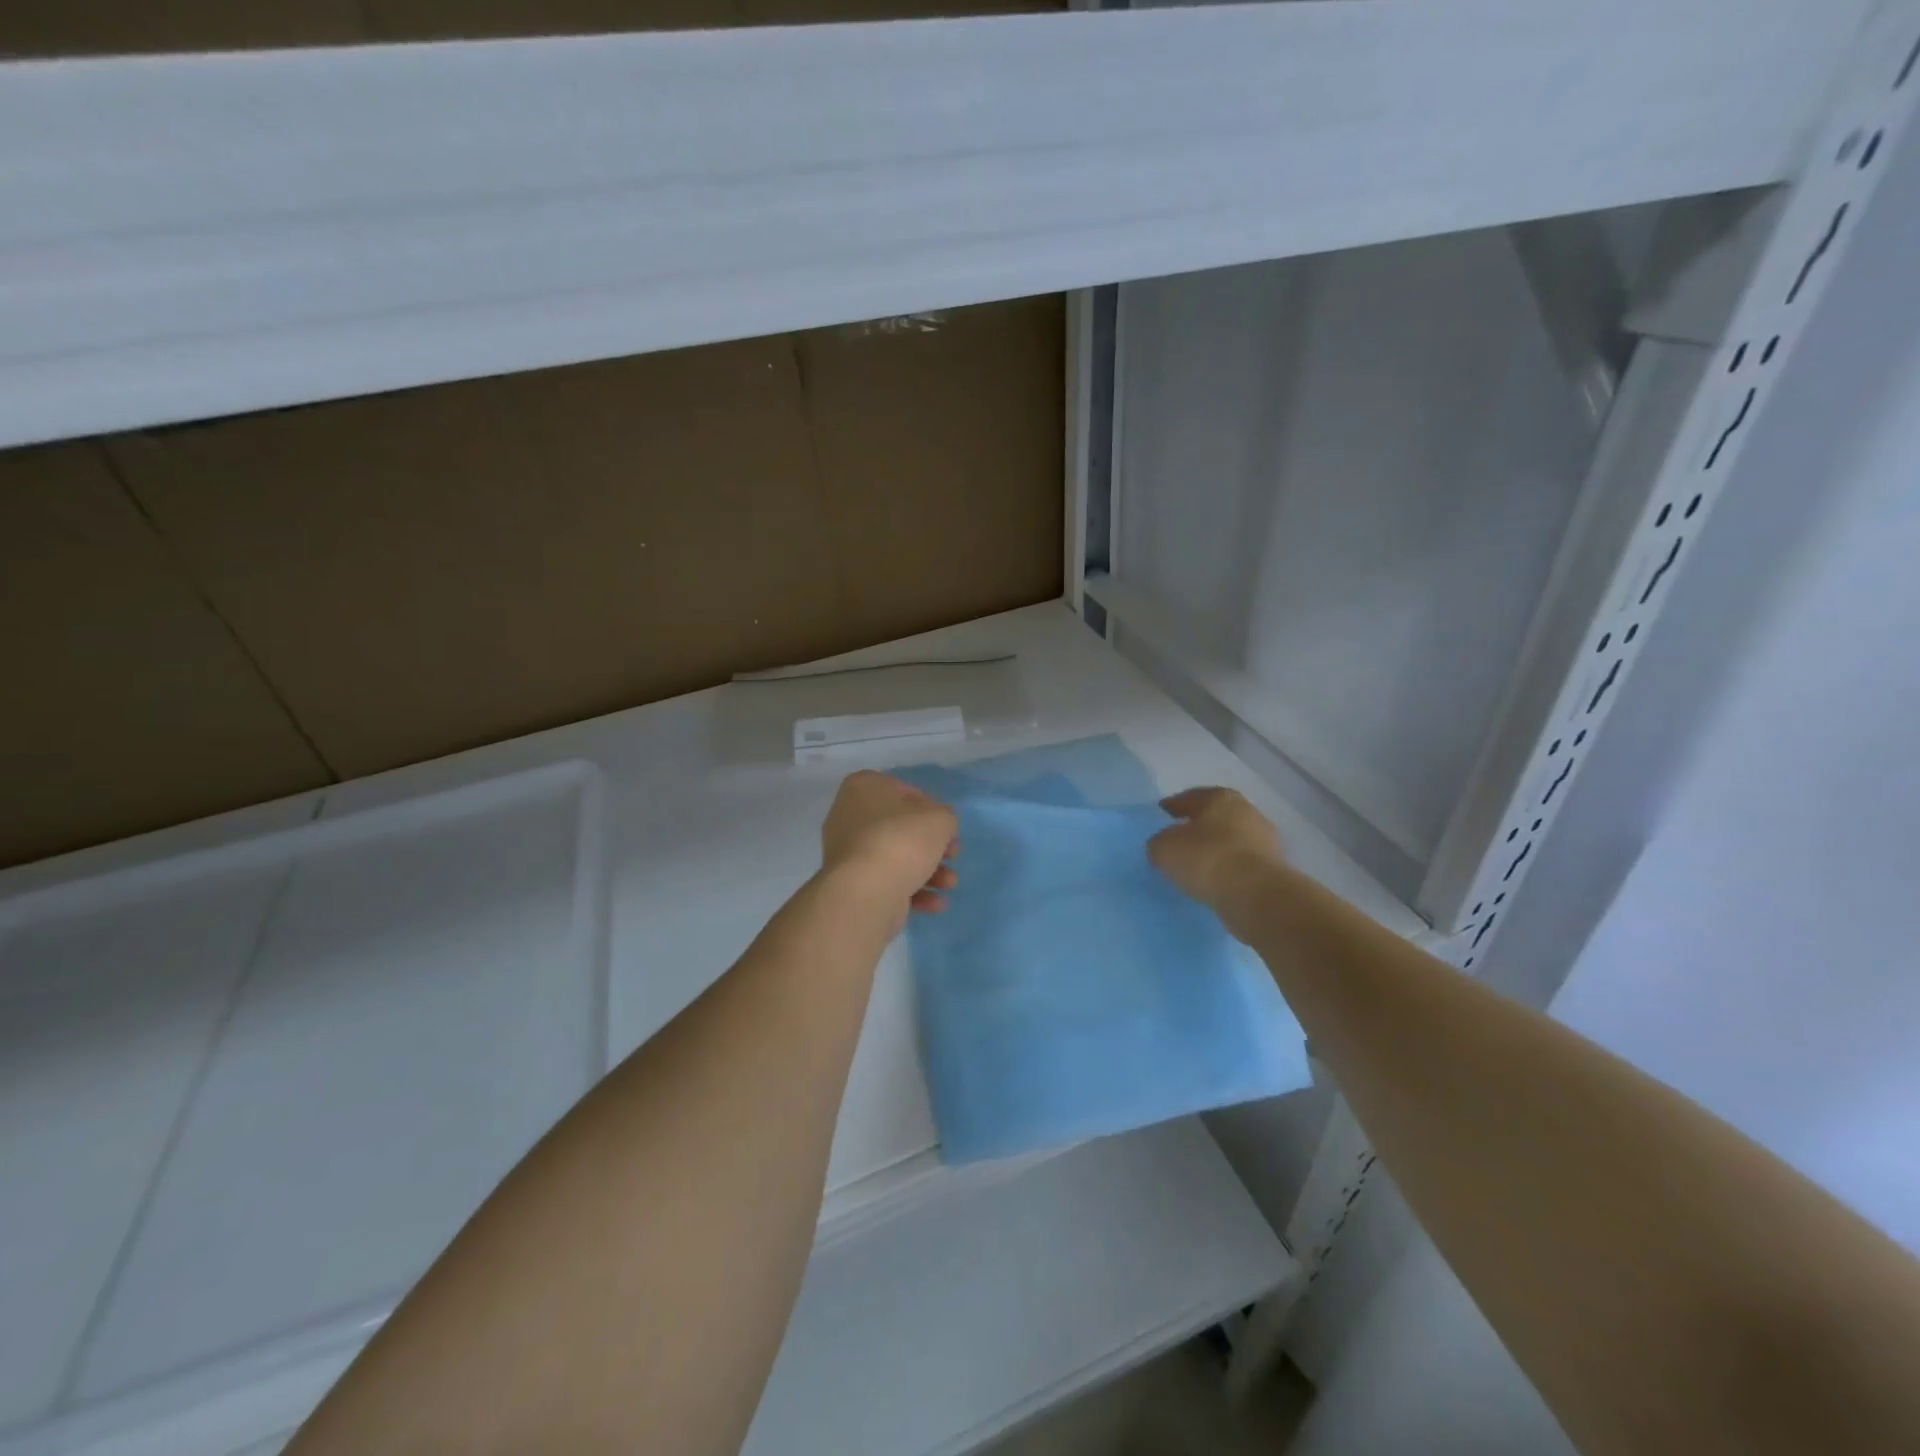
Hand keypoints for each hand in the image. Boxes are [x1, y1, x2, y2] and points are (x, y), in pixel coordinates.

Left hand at [821, 771, 958, 918]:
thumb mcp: (940, 819)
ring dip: (929, 870)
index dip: (932, 809)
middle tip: (953, 855)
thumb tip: (940, 825)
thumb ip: (945, 817)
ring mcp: (847, 852)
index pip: (905, 791)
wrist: (867, 891)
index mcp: (863, 787)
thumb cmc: (902, 841)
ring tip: (949, 883)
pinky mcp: (851, 884)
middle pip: (901, 828)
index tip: (947, 828)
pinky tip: (936, 902)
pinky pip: (886, 880)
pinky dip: (913, 890)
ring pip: (896, 857)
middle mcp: (849, 815)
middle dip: (932, 845)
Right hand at [1148, 787, 1286, 922]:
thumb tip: (1163, 847)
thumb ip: (1159, 843)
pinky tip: (1215, 881)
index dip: (1173, 805)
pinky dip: (1228, 869)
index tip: (1162, 813)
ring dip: (1215, 849)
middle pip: (1214, 816)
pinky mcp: (1274, 868)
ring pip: (1230, 840)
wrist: (1257, 895)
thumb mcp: (1164, 848)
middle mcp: (1246, 810)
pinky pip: (1241, 864)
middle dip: (1197, 826)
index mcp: (1219, 797)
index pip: (1190, 797)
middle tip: (1179, 839)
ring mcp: (1264, 839)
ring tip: (1196, 866)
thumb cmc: (1207, 858)